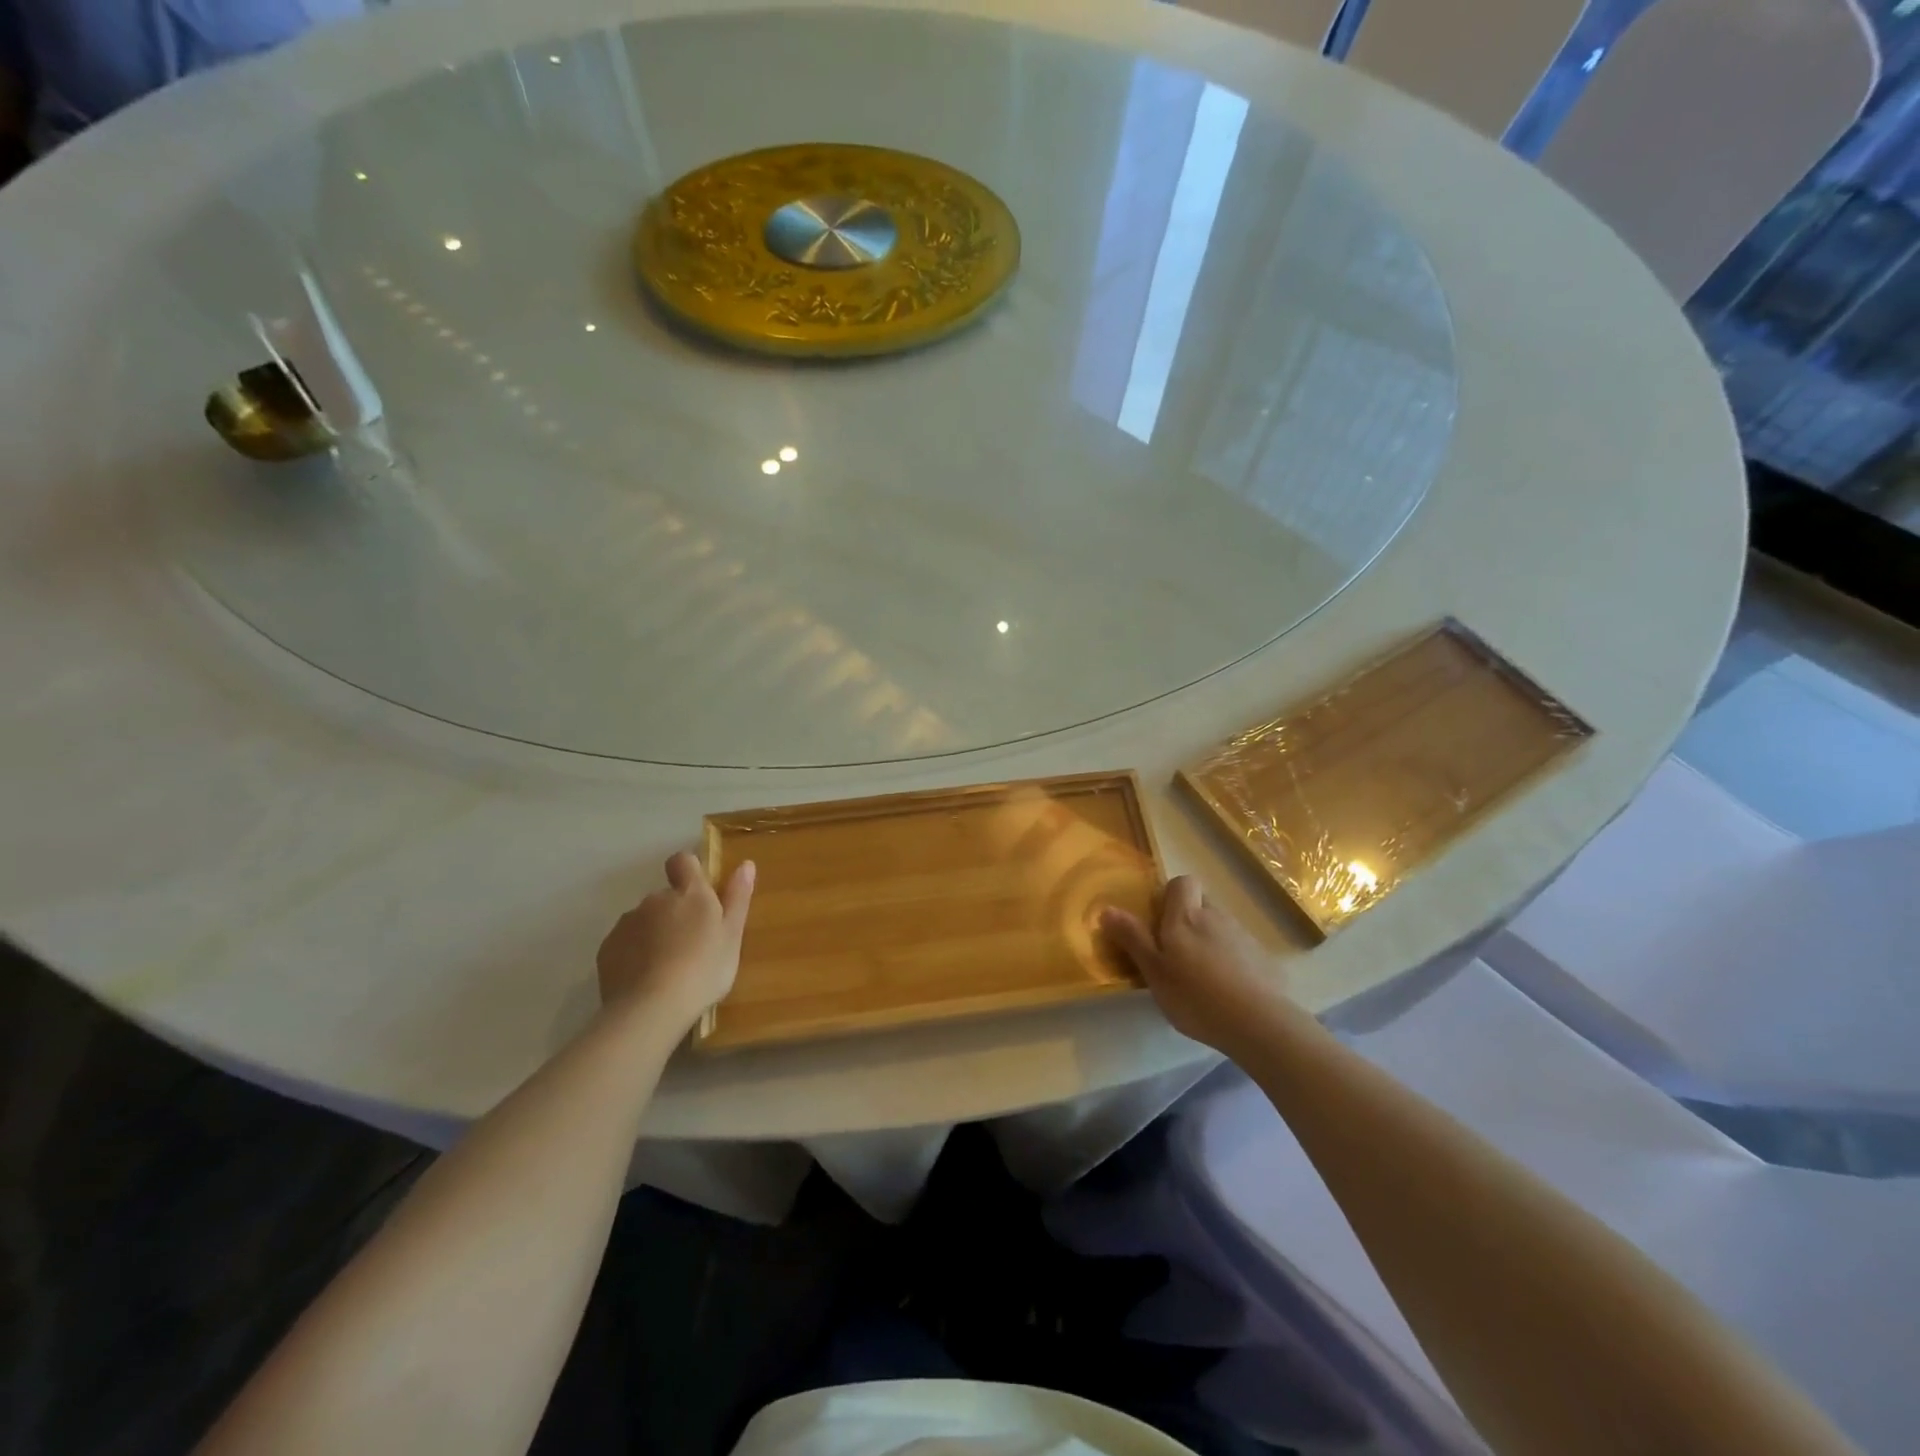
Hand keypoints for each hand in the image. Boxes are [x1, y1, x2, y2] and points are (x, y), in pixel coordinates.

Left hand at [597, 852, 755, 1036]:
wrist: (650, 1009)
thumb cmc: (703, 970)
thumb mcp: (732, 936)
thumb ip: (738, 897)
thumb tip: (746, 863)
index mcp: (689, 893)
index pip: (683, 861)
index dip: (689, 871)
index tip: (699, 894)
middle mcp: (655, 899)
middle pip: (665, 897)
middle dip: (675, 913)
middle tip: (691, 946)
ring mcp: (628, 922)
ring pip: (644, 920)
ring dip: (655, 934)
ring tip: (667, 968)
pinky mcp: (607, 948)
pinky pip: (625, 942)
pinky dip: (635, 954)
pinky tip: (646, 979)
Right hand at [1102, 876, 1291, 1054]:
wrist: (1260, 1023)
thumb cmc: (1196, 996)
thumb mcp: (1154, 971)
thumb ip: (1132, 938)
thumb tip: (1106, 909)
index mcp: (1186, 916)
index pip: (1182, 882)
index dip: (1171, 895)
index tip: (1160, 922)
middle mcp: (1216, 917)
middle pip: (1201, 904)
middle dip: (1188, 920)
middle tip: (1175, 954)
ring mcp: (1244, 936)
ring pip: (1220, 927)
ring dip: (1209, 942)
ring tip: (1201, 979)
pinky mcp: (1264, 959)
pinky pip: (1240, 950)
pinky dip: (1231, 962)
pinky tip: (1227, 991)